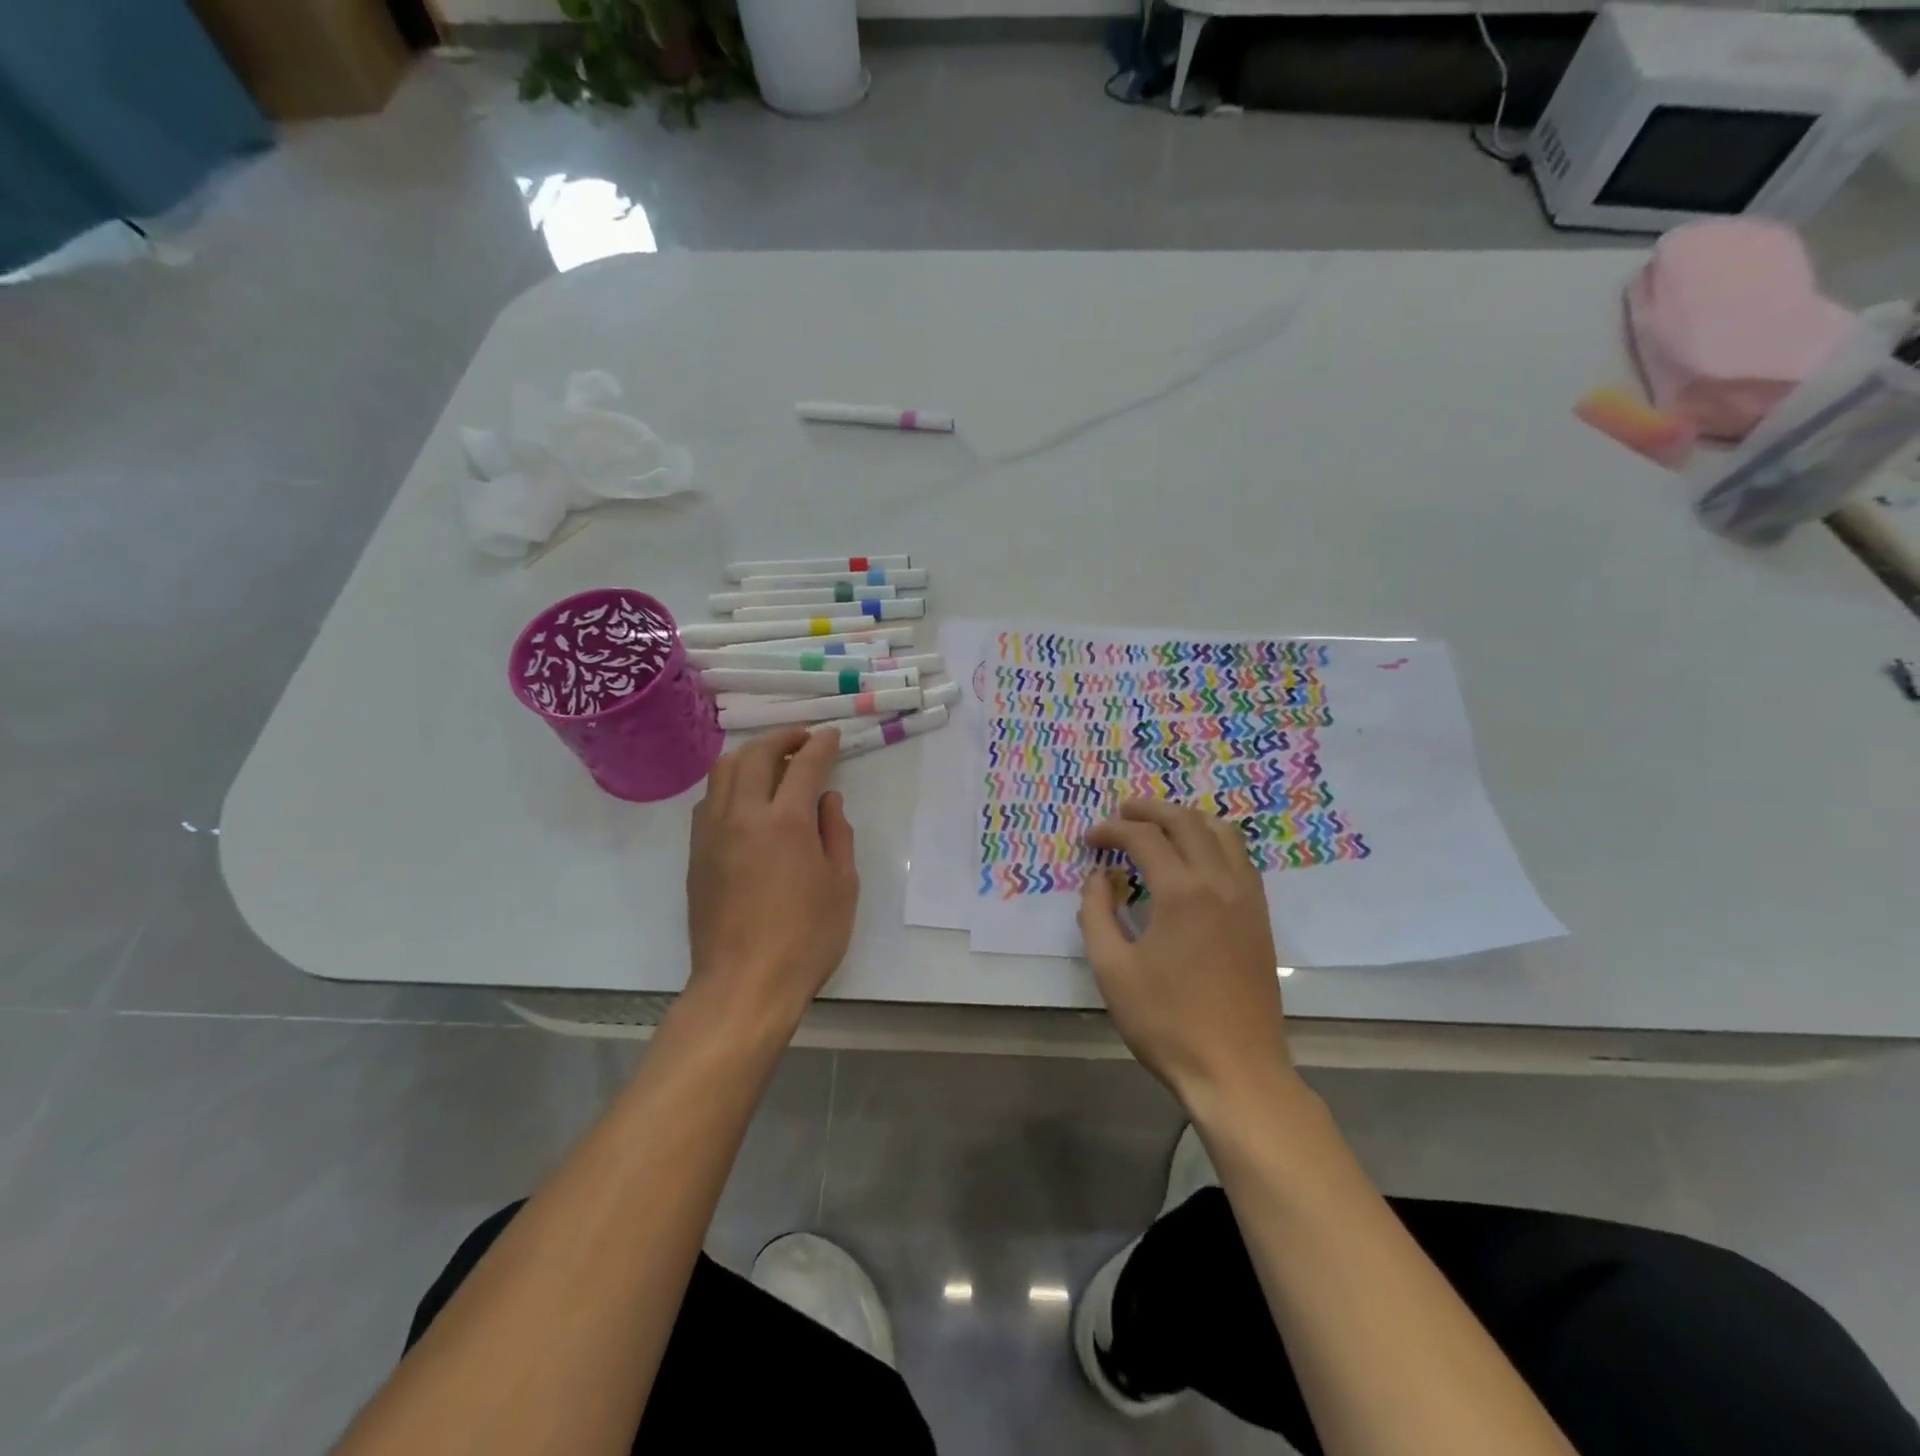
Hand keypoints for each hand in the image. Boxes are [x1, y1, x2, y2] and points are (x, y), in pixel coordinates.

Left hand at [686, 727, 857, 1028]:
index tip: (830, 736)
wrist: (744, 984)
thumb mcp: (842, 885)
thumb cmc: (806, 938)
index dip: (820, 745)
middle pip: (755, 755)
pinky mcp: (696, 853)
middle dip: (782, 737)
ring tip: (772, 761)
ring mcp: (712, 833)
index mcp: (785, 822)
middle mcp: (743, 815)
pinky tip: (746, 799)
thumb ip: (836, 833)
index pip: (804, 765)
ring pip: (723, 771)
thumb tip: (827, 800)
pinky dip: (730, 784)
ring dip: (750, 755)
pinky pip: (709, 800)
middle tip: (802, 739)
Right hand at [1079, 799, 1293, 1116]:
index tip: (1090, 840)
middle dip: (1150, 810)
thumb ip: (1097, 914)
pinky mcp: (1260, 917)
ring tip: (1158, 827)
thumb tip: (1099, 878)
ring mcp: (1247, 897)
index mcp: (1182, 892)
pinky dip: (1212, 842)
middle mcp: (1220, 882)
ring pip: (1222, 832)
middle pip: (1186, 821)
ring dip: (1186, 819)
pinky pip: (1239, 858)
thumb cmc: (1167, 1022)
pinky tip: (1194, 859)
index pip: (1144, 838)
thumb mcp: (1112, 970)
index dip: (1112, 831)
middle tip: (1121, 814)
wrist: (1236, 1071)